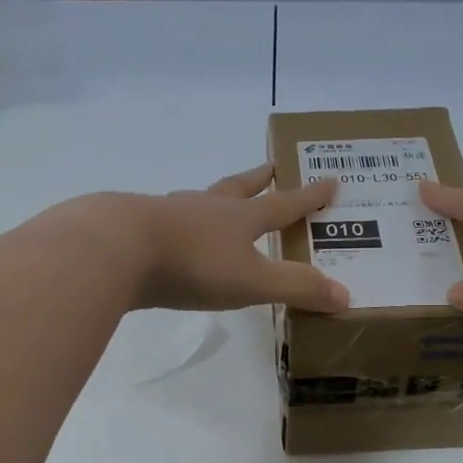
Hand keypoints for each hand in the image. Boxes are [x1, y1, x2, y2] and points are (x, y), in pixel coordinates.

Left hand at [129, 164, 348, 312]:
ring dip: (217, 198)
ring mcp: (171, 214)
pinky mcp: (140, 229)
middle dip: (260, 179)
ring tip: (220, 200)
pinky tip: (173, 231)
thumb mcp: (253, 281)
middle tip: (273, 167)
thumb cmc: (194, 263)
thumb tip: (346, 295)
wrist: (117, 248)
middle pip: (240, 187)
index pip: (284, 204)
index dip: (309, 196)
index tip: (331, 179)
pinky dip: (181, 222)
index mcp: (241, 217)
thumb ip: (297, 288)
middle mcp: (208, 207)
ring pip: (202, 200)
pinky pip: (169, 220)